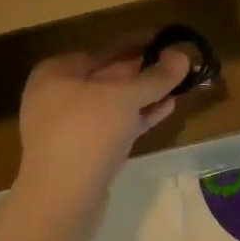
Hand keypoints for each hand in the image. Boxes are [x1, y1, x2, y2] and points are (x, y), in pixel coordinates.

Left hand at [15, 43, 192, 206]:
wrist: (62, 198)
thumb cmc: (88, 131)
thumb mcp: (126, 96)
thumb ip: (156, 76)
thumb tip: (183, 56)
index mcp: (56, 72)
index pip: (102, 50)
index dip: (135, 44)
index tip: (165, 42)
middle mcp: (57, 96)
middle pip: (108, 77)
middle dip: (143, 72)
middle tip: (177, 64)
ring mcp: (69, 128)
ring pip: (114, 104)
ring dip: (145, 95)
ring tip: (180, 86)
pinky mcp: (84, 154)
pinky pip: (116, 126)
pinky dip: (139, 117)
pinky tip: (167, 109)